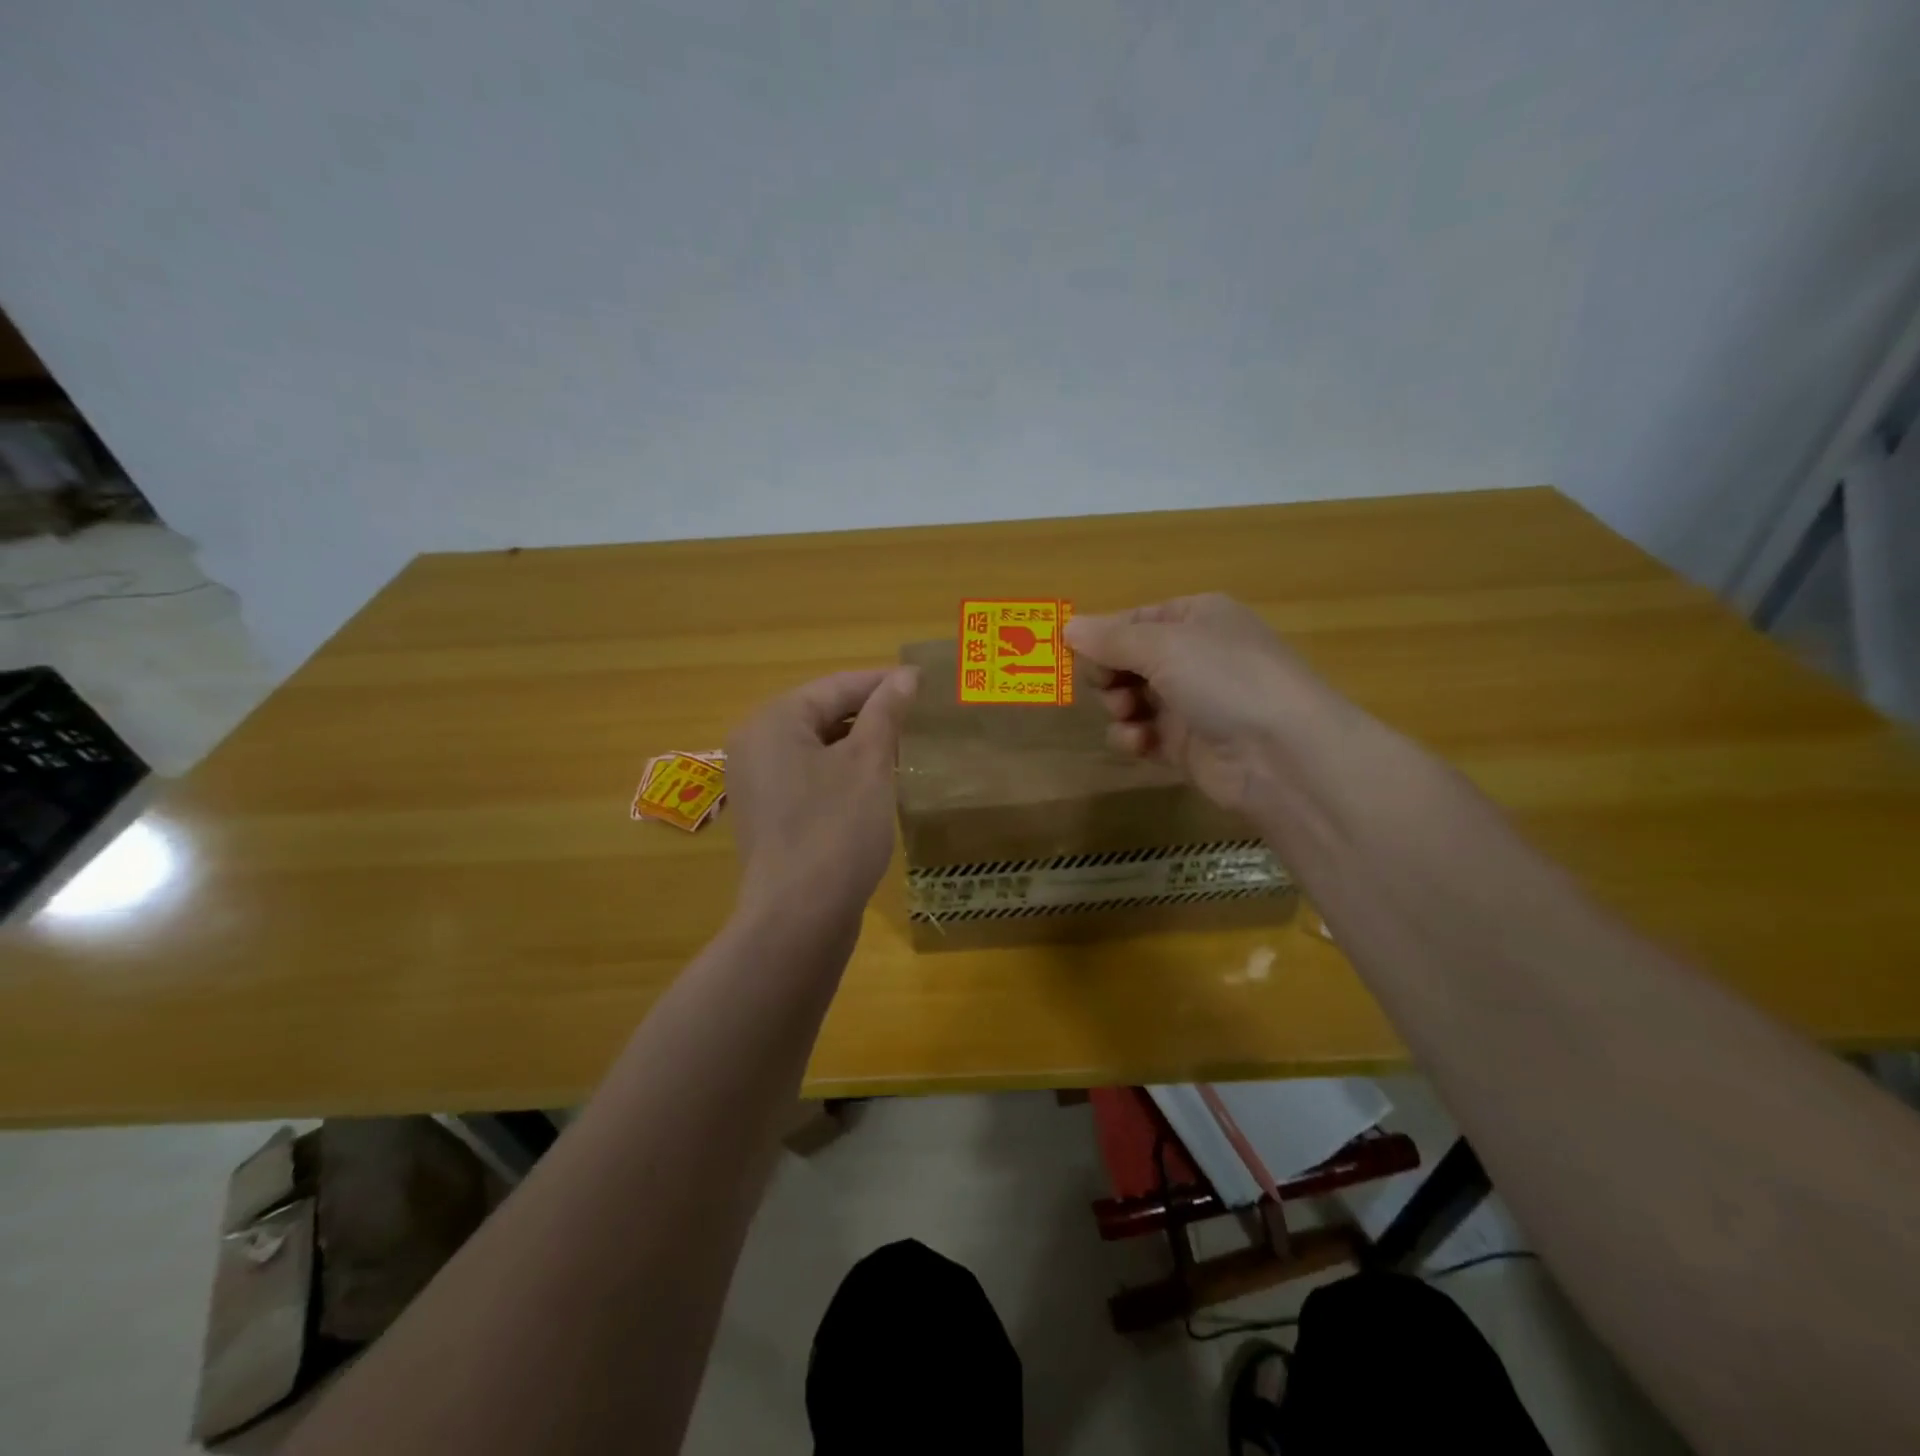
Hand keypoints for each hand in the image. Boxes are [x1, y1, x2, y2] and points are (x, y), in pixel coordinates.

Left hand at [723, 666, 918, 923]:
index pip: (837, 686)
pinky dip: (842, 773)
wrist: (798, 917)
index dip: (883, 683)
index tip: (925, 684)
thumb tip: (905, 675)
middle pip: (823, 713)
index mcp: (775, 720)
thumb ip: (886, 713)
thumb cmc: (836, 828)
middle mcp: (756, 743)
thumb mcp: (869, 763)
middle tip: (919, 719)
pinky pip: (810, 776)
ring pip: (818, 747)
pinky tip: (875, 785)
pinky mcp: (769, 814)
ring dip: (859, 745)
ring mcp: (758, 782)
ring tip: (904, 749)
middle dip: (871, 715)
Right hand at [1064, 593, 1336, 816]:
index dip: (1104, 636)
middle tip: (1108, 686)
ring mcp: (1191, 702)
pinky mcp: (1186, 745)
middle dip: (1110, 674)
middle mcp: (1195, 656)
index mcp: (1197, 618)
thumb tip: (1067, 626)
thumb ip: (1110, 638)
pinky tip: (1140, 743)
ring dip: (1119, 706)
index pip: (1134, 620)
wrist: (1281, 754)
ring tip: (1129, 714)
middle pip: (1128, 660)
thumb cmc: (1224, 679)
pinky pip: (1143, 734)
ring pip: (1131, 699)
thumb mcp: (1163, 645)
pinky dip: (1134, 738)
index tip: (1074, 654)